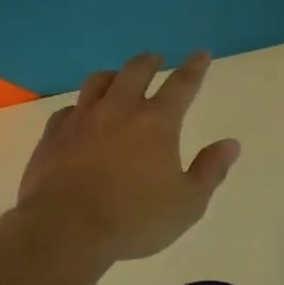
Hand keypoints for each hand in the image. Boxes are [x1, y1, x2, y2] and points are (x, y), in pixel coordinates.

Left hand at [15, 51, 240, 262]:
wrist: (65, 230)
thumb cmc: (134, 220)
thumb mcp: (187, 204)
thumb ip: (210, 171)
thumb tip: (230, 144)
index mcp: (157, 123)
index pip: (181, 84)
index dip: (194, 67)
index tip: (201, 54)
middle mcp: (119, 110)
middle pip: (135, 71)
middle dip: (150, 61)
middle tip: (156, 59)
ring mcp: (81, 120)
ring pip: (98, 81)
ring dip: (113, 75)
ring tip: (118, 79)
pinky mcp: (53, 136)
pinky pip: (68, 110)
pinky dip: (81, 107)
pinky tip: (81, 116)